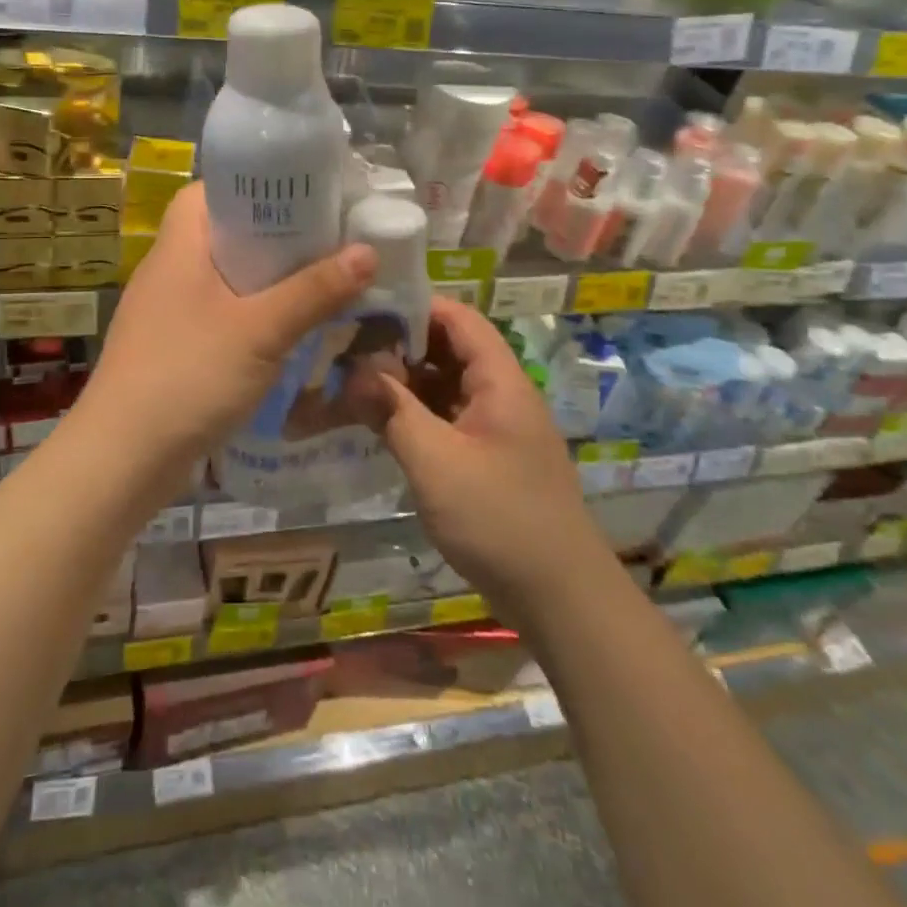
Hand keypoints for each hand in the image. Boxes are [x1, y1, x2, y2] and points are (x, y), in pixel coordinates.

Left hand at [77, 184, 375, 471]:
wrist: (122, 458)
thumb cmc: (189, 375)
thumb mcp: (261, 330)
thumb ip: (315, 291)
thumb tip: (368, 251)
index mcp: (179, 246)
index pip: (212, 190)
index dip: (256, 186)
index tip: (302, 195)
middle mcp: (168, 269)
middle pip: (224, 234)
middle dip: (274, 238)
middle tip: (325, 241)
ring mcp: (165, 311)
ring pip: (224, 278)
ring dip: (266, 281)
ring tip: (317, 283)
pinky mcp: (170, 347)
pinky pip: (218, 314)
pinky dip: (250, 316)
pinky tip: (285, 333)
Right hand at [380, 297, 607, 620]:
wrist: (561, 600)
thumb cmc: (499, 520)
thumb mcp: (436, 463)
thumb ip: (392, 410)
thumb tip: (352, 369)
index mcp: (500, 381)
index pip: (457, 318)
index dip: (413, 306)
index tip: (363, 309)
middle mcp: (501, 394)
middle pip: (448, 349)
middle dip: (400, 344)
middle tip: (345, 348)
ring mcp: (495, 427)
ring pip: (444, 385)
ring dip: (404, 381)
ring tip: (351, 380)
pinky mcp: (487, 457)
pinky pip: (446, 417)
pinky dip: (414, 413)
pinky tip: (379, 420)